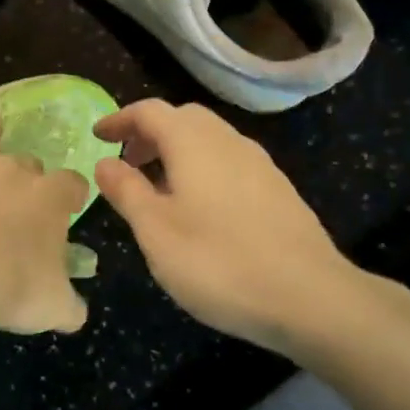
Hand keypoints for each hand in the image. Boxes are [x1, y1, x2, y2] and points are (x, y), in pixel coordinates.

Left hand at [0, 110, 91, 334]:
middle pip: (27, 161)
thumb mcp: (54, 308)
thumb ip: (70, 306)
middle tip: (12, 207)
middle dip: (24, 178)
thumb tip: (76, 312)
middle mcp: (13, 170)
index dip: (71, 195)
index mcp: (50, 198)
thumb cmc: (9, 289)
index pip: (72, 183)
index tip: (67, 210)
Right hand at [93, 100, 405, 357]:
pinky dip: (203, 167)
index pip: (150, 111)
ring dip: (177, 150)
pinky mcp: (278, 190)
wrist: (311, 298)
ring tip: (159, 188)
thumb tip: (105, 163)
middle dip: (150, 132)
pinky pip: (230, 161)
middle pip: (183, 118)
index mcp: (193, 143)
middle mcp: (228, 141)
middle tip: (128, 162)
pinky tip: (200, 208)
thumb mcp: (155, 231)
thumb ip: (126, 191)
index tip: (98, 136)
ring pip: (210, 139)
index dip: (120, 119)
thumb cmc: (218, 262)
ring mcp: (260, 164)